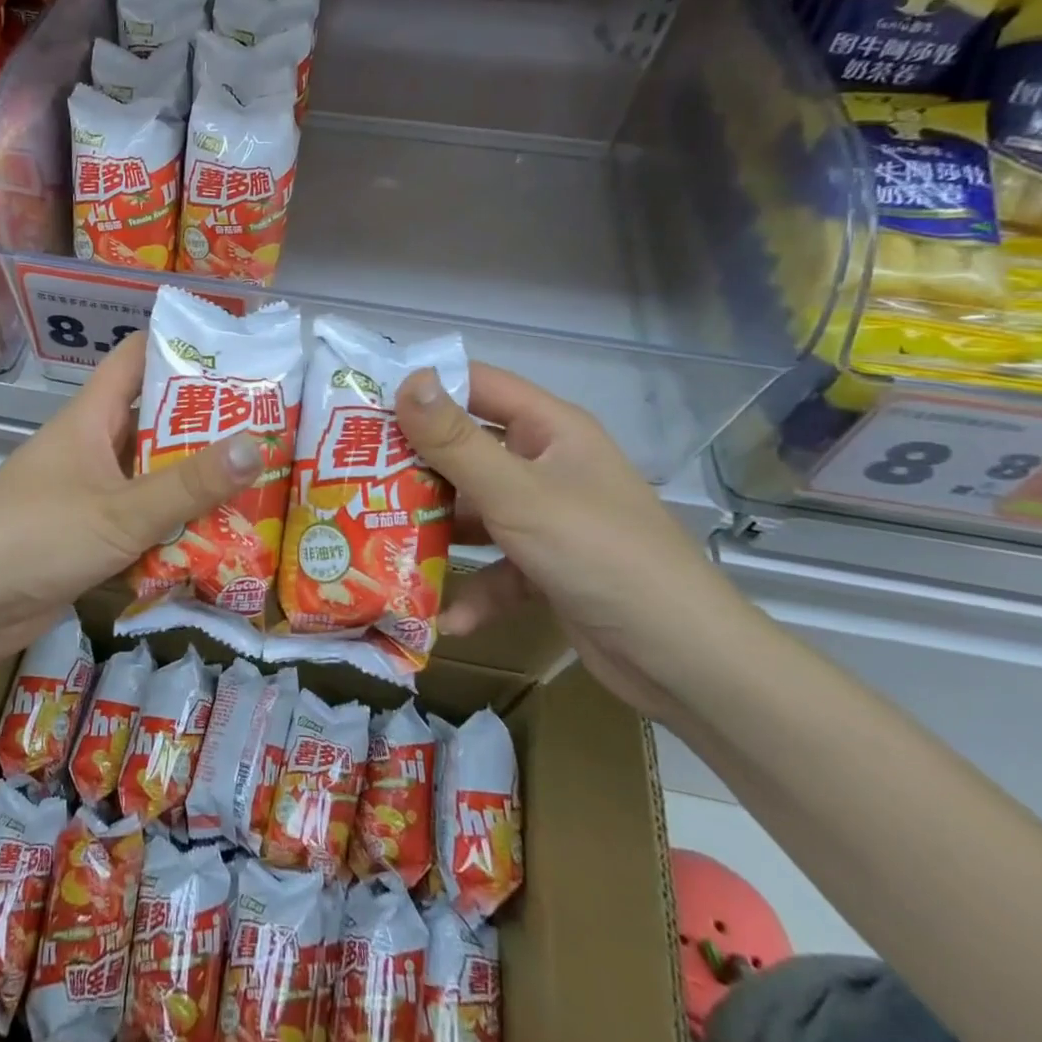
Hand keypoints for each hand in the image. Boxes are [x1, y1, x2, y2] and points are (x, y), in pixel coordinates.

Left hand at [0, 334, 262, 667]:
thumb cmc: (36, 536)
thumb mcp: (120, 511)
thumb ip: (188, 485)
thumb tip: (258, 446)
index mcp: (90, 418)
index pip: (136, 358)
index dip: (181, 347)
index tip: (238, 354)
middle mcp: (91, 448)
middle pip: (154, 422)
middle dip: (206, 425)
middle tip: (269, 427)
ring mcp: (90, 494)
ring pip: (152, 477)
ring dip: (196, 483)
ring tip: (261, 482)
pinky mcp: (90, 538)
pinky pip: (143, 522)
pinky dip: (176, 528)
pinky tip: (221, 539)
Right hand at [396, 362, 748, 715]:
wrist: (684, 661)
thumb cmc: (599, 554)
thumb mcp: (517, 494)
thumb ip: (456, 442)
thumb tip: (407, 380)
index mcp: (550, 431)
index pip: (478, 386)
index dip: (426, 387)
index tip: (367, 402)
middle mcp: (547, 466)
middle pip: (467, 452)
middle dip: (416, 468)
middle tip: (357, 477)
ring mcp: (547, 519)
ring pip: (475, 513)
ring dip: (436, 533)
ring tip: (380, 542)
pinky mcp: (547, 568)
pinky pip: (496, 568)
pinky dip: (473, 591)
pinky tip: (446, 618)